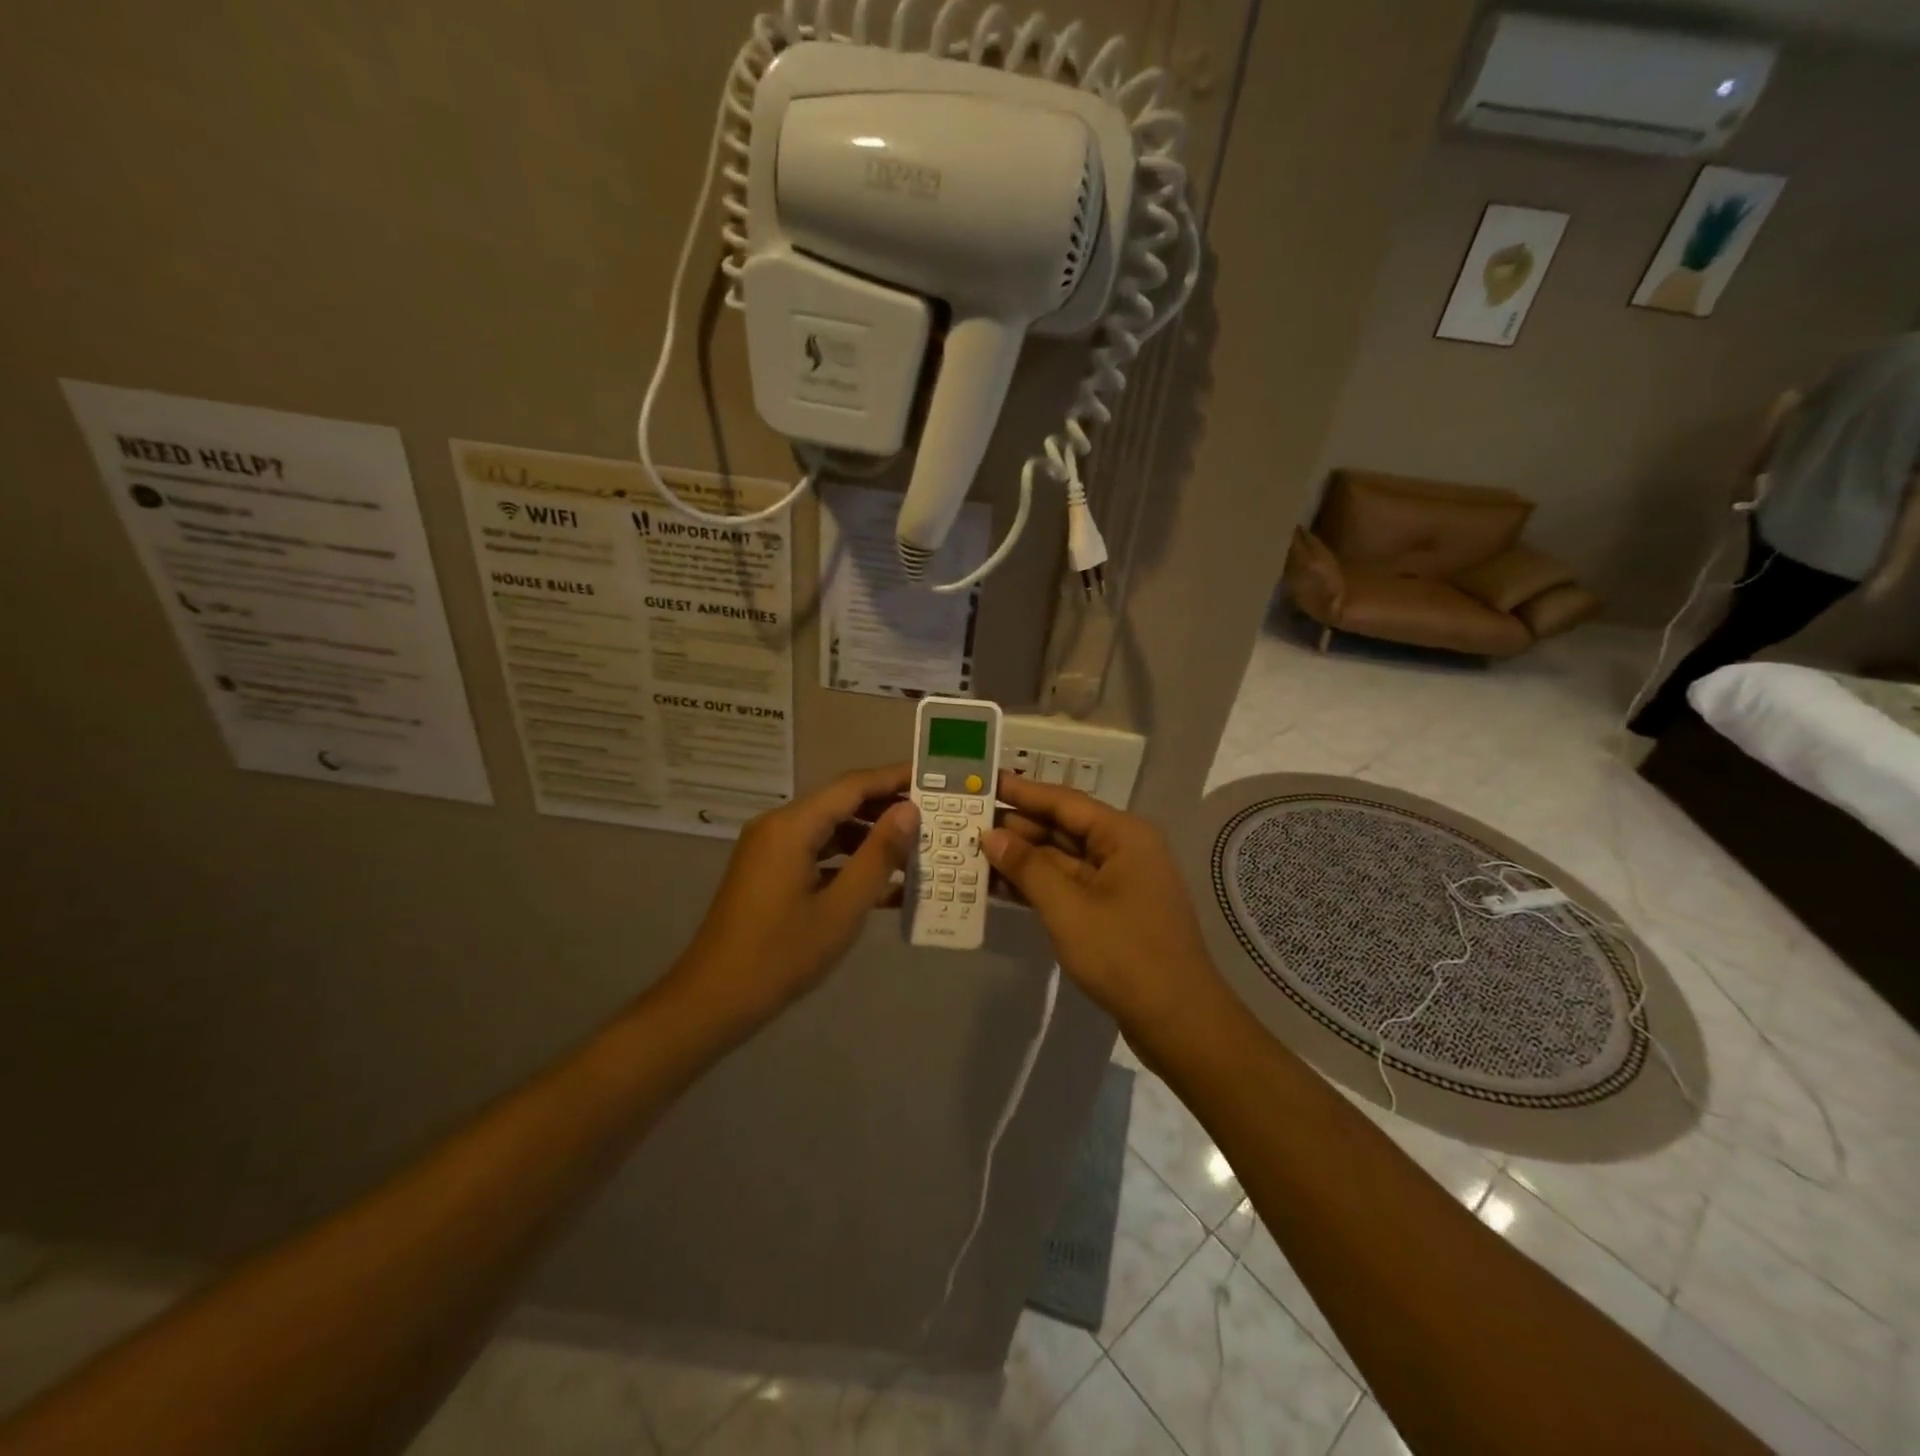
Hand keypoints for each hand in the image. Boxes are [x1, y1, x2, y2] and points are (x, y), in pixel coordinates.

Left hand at [671, 764, 918, 1029]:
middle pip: (841, 804)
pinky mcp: (769, 872)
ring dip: (871, 839)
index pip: (853, 786)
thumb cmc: (781, 955)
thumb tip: (909, 810)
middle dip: (887, 809)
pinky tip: (884, 884)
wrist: (714, 1000)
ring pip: (831, 830)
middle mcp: (778, 826)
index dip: (894, 779)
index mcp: (792, 826)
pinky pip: (816, 854)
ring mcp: (771, 849)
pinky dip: (848, 862)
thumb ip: (879, 855)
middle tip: (934, 817)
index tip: (934, 780)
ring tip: (917, 850)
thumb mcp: (842, 908)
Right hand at [982, 772, 1227, 1039]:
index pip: (1064, 801)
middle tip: (967, 821)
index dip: (1022, 791)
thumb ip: (1027, 867)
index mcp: (1123, 835)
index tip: (985, 781)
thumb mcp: (1067, 908)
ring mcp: (1119, 882)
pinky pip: (1069, 886)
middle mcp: (1124, 849)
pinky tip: (1001, 885)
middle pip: (1063, 828)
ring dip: (1023, 858)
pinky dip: (1038, 885)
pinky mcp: (1112, 911)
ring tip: (974, 852)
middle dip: (1017, 827)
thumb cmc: (1124, 954)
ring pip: (1063, 859)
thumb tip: (991, 835)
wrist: (1177, 1020)